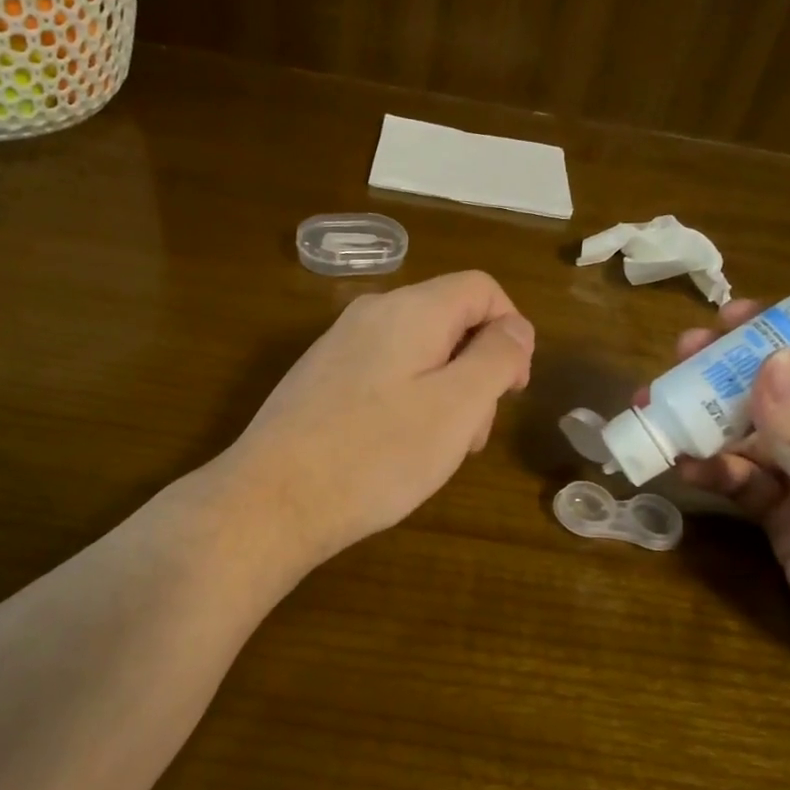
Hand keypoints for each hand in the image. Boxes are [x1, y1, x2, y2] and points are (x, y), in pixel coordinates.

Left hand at [221, 271, 534, 569]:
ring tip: (436, 453)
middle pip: (449, 322)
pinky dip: (407, 404)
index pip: (482, 289)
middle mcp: (372, 314)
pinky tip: (395, 451)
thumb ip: (496, 357)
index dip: (511, 331)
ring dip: (444, 395)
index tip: (514, 389)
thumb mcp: (457, 406)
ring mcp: (339, 346)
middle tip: (472, 436)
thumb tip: (515, 327)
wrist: (273, 500)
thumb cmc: (376, 454)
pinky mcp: (320, 379)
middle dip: (476, 372)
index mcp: (410, 310)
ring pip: (417, 354)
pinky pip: (383, 376)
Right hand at [667, 300, 789, 738]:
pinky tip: (682, 464)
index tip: (726, 319)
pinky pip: (747, 484)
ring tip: (657, 410)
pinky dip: (715, 472)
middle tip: (678, 360)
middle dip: (733, 379)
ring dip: (711, 426)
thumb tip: (766, 358)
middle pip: (786, 397)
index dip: (781, 338)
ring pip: (757, 440)